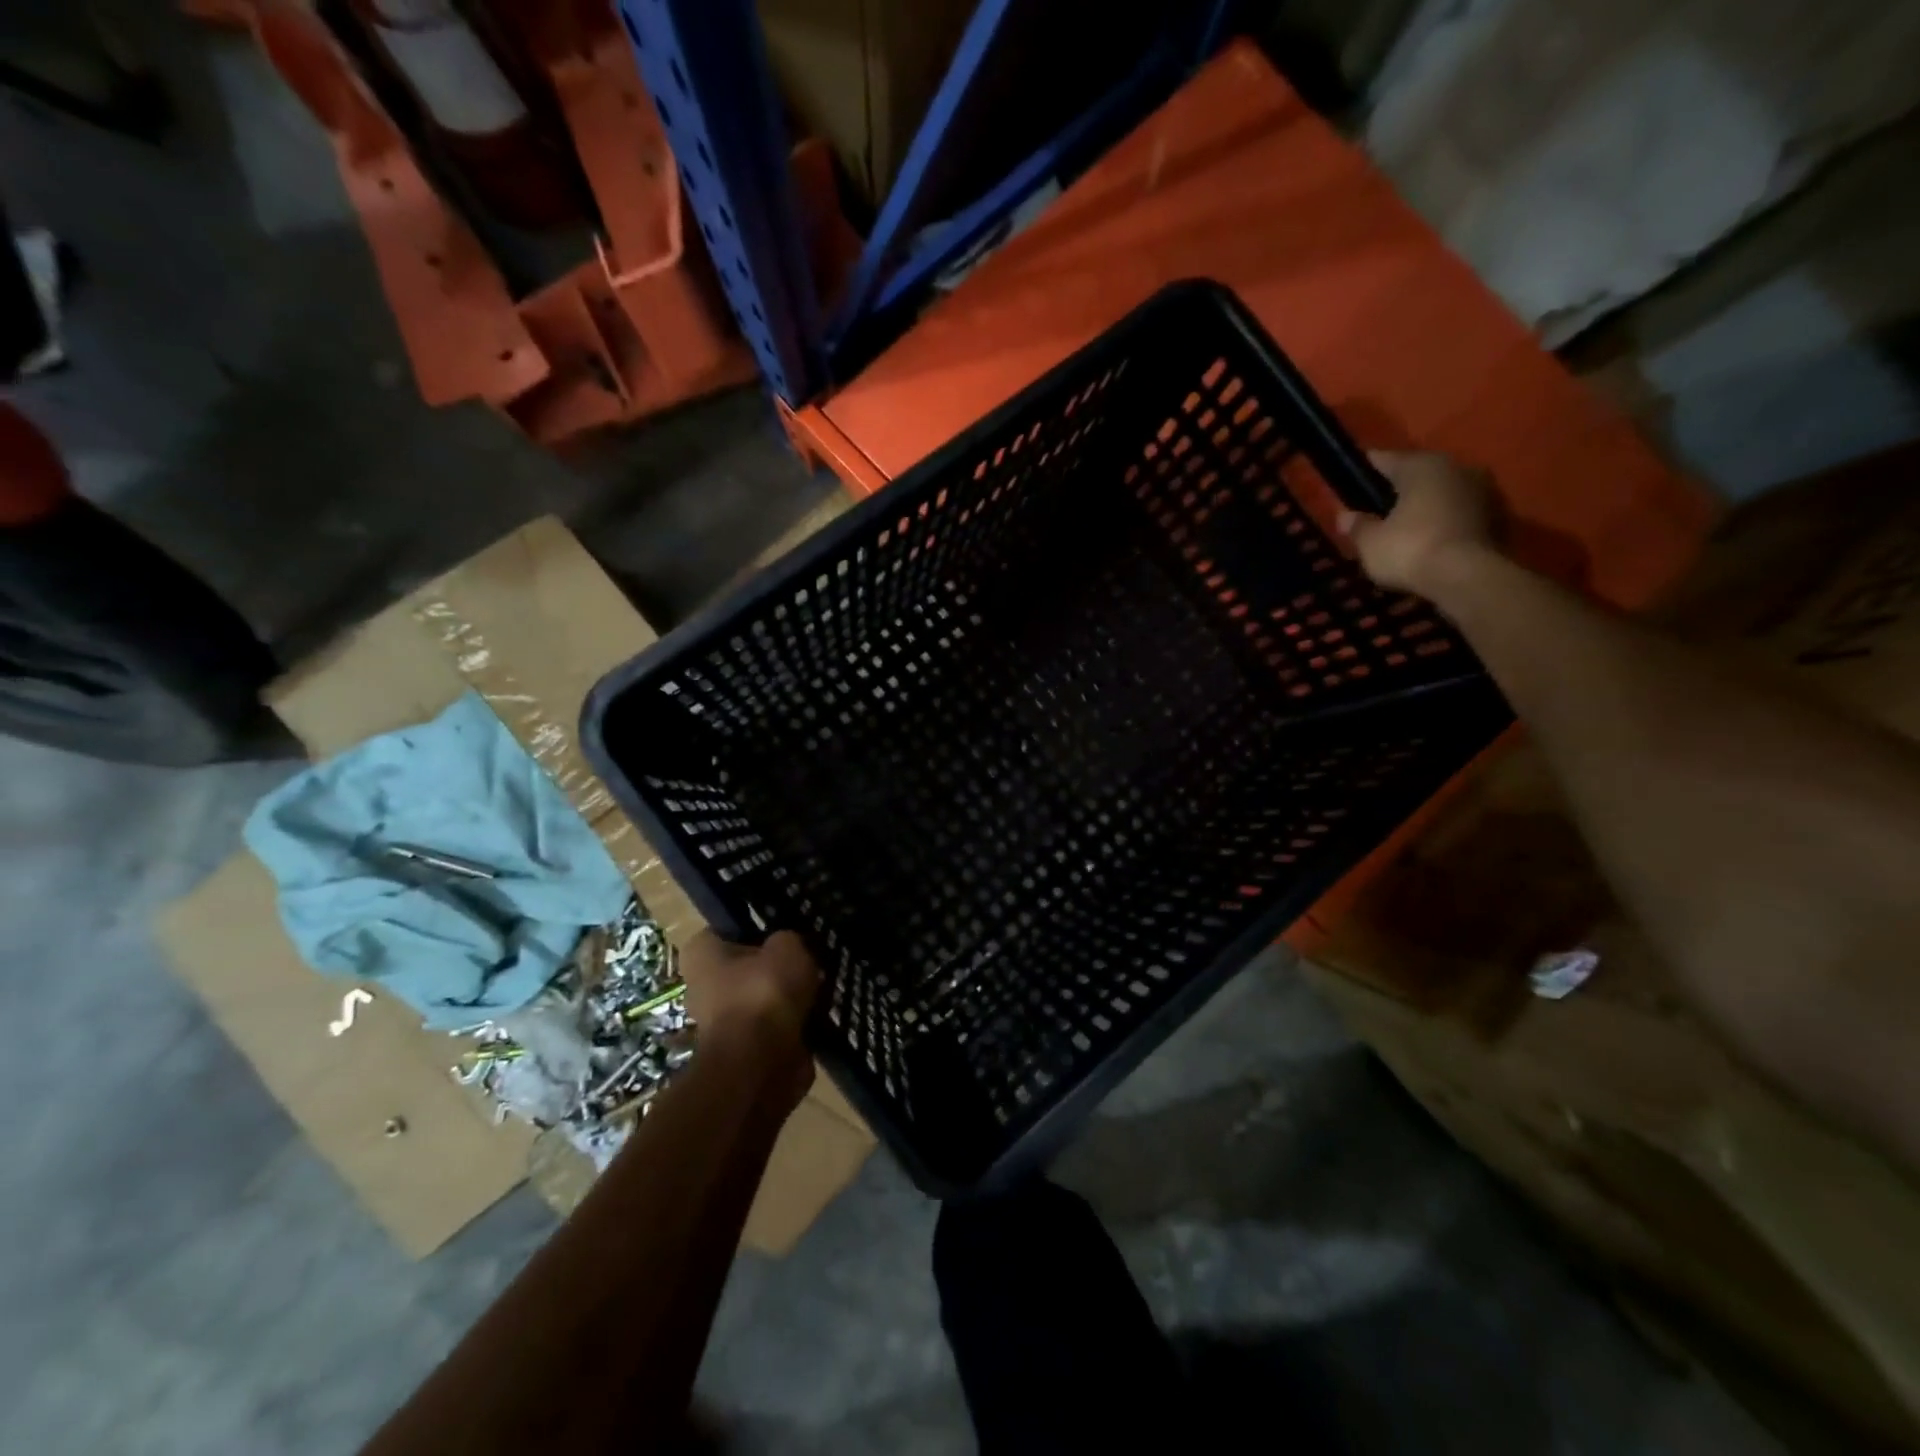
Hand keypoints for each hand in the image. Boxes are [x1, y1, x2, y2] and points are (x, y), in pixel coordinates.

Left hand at [679, 930, 820, 1098]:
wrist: (760, 1065)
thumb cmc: (764, 992)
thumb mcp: (787, 946)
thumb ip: (788, 940)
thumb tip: (790, 948)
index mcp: (701, 953)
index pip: (730, 928)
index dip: (761, 926)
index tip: (789, 929)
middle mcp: (703, 985)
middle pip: (749, 965)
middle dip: (777, 966)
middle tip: (810, 958)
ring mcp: (721, 1021)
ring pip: (764, 997)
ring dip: (788, 997)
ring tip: (820, 986)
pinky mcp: (743, 1049)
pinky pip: (774, 1025)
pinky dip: (794, 1022)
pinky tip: (818, 1013)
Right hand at [1339, 451, 1501, 597]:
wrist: (1468, 577)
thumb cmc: (1410, 550)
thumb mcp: (1370, 542)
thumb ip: (1357, 525)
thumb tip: (1345, 515)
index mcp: (1421, 466)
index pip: (1385, 460)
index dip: (1365, 470)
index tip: (1351, 480)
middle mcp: (1455, 468)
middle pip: (1418, 474)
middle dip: (1398, 489)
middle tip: (1377, 508)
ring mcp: (1482, 490)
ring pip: (1442, 493)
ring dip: (1425, 505)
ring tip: (1404, 527)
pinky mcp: (1497, 516)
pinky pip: (1459, 513)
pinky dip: (1443, 522)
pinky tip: (1428, 540)